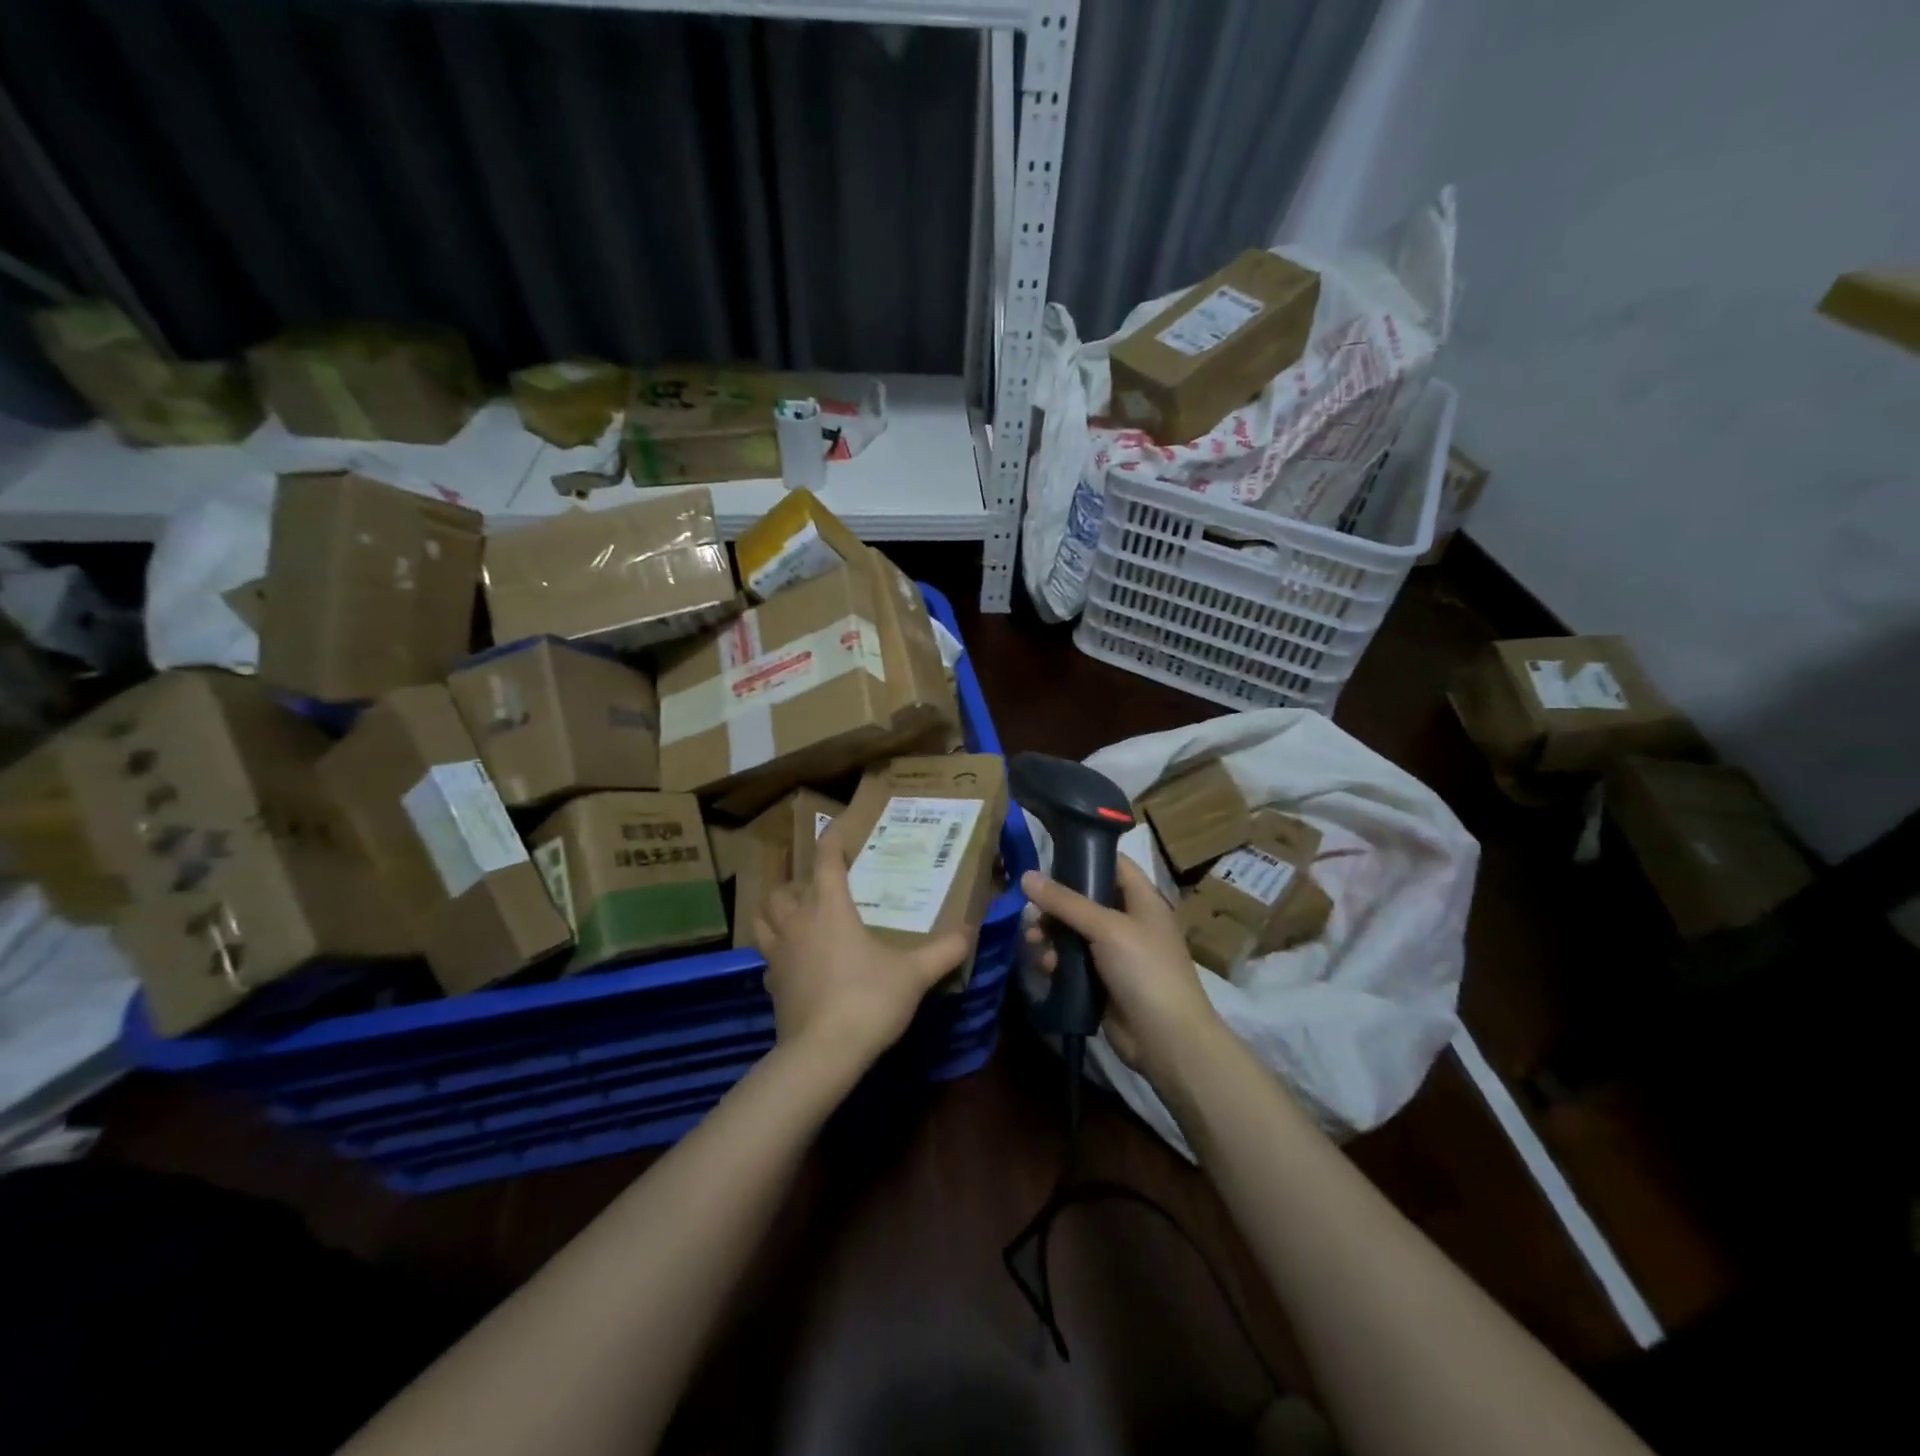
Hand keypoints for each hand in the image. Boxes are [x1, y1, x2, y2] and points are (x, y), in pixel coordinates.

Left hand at [756, 824, 971, 1080]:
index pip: (826, 862)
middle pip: (783, 891)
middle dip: (797, 884)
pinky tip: (796, 964)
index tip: (835, 829)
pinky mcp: (771, 986)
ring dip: (775, 913)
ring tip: (795, 918)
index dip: (830, 842)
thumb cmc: (868, 1000)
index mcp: (830, 909)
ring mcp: (779, 955)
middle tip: (818, 890)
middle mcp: (798, 924)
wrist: (823, 1054)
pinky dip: (777, 953)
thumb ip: (943, 951)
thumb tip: (970, 931)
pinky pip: (768, 958)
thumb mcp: (914, 974)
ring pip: (763, 920)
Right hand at [1021, 856, 1222, 1077]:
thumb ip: (1065, 901)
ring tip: (1033, 940)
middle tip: (1031, 910)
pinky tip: (1045, 967)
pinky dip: (1057, 960)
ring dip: (1051, 933)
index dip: (1085, 856)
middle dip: (1056, 903)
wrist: (1166, 1039)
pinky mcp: (1102, 981)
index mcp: (1142, 900)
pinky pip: (1073, 961)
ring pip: (1075, 931)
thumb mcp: (1106, 927)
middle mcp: (1129, 921)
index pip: (1114, 864)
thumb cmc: (1144, 969)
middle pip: (1086, 899)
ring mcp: (1116, 953)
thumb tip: (1026, 876)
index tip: (1050, 856)